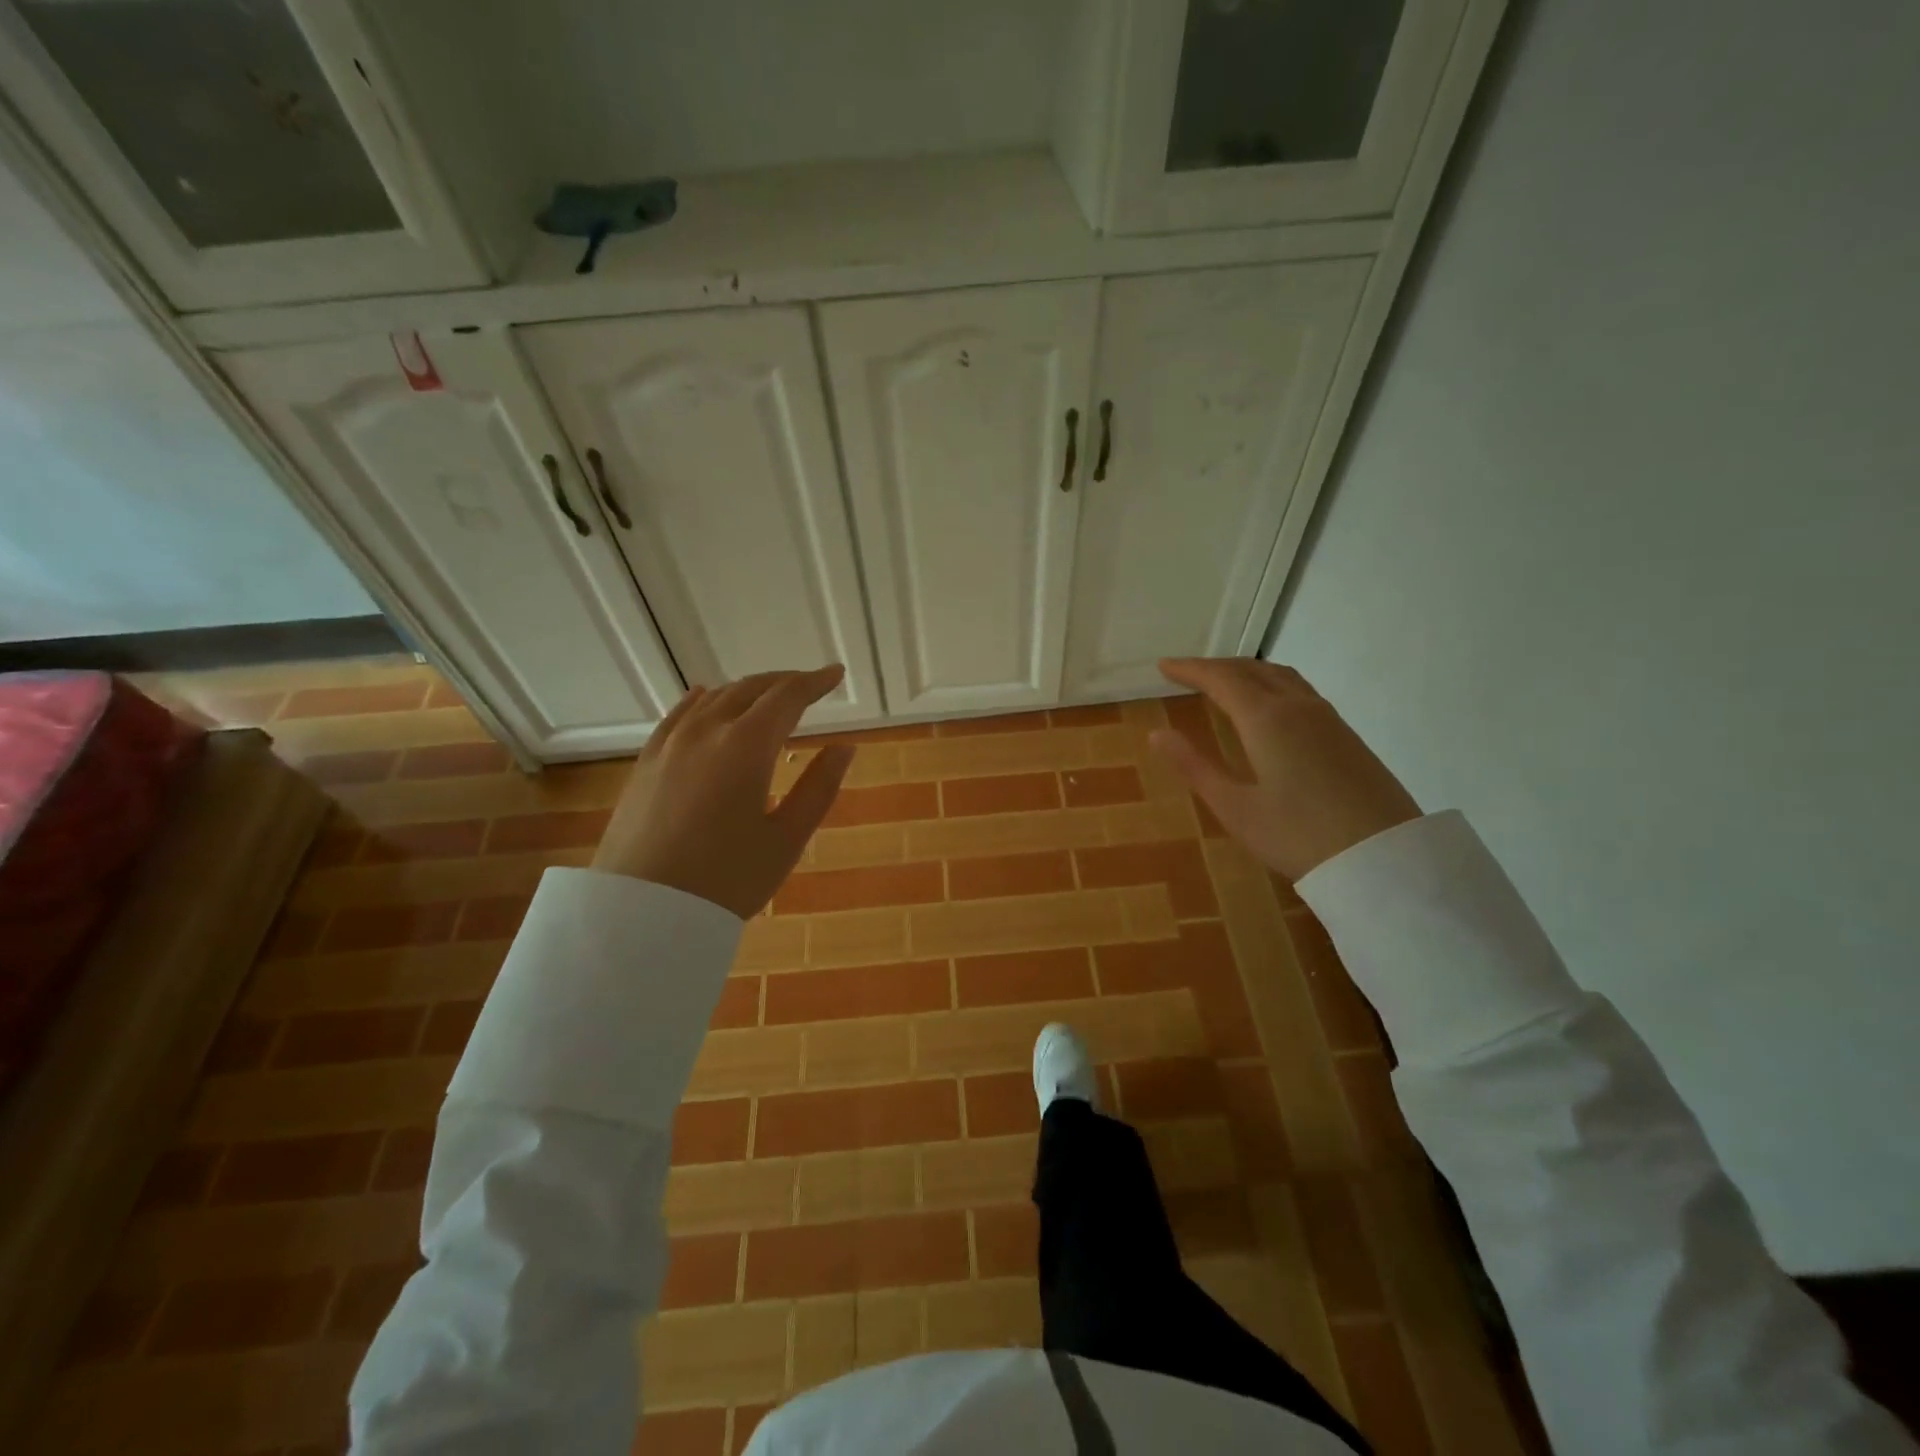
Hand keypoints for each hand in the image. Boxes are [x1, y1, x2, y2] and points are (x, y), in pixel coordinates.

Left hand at [591, 666, 854, 917]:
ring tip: (769, 695)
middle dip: (784, 682)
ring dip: (748, 689)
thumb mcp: (786, 839)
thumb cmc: (726, 880)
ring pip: (715, 697)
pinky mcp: (647, 761)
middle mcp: (707, 730)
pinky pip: (679, 714)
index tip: (836, 674)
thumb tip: (845, 747)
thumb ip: (819, 787)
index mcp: (747, 746)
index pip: (787, 697)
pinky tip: (706, 697)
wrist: (641, 912)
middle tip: (809, 685)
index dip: (815, 682)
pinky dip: (703, 699)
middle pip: (751, 689)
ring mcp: (671, 743)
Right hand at [1151, 658, 1419, 881]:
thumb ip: (1195, 767)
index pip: (1221, 678)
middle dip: (1216, 667)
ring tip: (1224, 682)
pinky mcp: (1346, 735)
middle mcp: (1298, 706)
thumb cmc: (1298, 836)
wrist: (1384, 859)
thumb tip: (1158, 734)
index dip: (1190, 669)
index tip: (1164, 666)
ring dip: (1246, 671)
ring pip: (1280, 676)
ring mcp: (1328, 718)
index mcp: (1266, 719)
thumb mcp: (1235, 808)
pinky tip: (1268, 705)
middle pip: (1252, 670)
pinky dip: (1271, 684)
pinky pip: (1300, 690)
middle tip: (1187, 673)